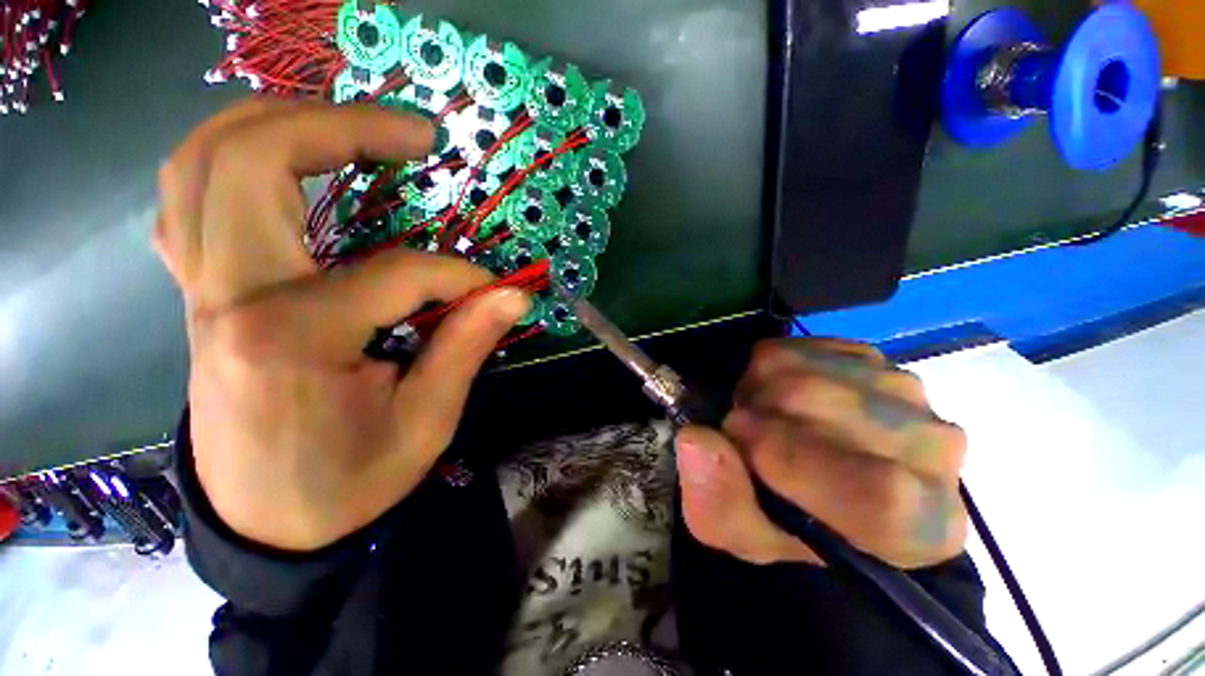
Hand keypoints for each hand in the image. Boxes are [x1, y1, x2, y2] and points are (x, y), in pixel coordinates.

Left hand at [155, 99, 528, 550]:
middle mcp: (228, 299)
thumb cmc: (350, 483)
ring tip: (349, 121)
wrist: (270, 525)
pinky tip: (283, 160)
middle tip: (416, 133)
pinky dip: (232, 157)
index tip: (494, 290)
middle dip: (342, 128)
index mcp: (290, 341)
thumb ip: (466, 346)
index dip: (457, 275)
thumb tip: (513, 294)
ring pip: (203, 163)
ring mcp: (199, 292)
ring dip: (277, 121)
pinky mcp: (199, 296)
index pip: (394, 274)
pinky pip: (190, 198)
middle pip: (253, 161)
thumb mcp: (425, 423)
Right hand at [675, 339, 967, 568]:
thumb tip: (696, 439)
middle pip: (824, 409)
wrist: (818, 481)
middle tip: (744, 434)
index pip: (877, 492)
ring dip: (761, 391)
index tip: (740, 444)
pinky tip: (779, 395)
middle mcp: (933, 452)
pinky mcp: (873, 356)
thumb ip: (717, 501)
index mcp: (920, 527)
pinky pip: (803, 347)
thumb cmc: (787, 522)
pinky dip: (772, 367)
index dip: (789, 460)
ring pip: (807, 371)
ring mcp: (906, 392)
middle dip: (759, 416)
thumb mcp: (741, 533)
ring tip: (762, 417)